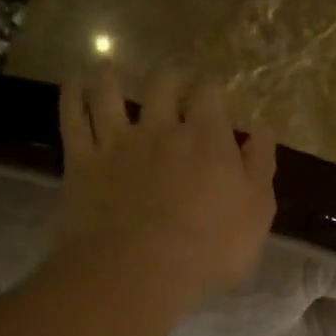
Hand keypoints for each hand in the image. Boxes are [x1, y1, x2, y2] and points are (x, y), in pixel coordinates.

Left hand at [55, 67, 276, 304]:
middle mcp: (161, 129)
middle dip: (171, 78)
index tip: (214, 89)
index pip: (210, 95)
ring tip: (109, 67)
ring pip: (111, 94)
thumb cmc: (210, 247)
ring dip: (111, 77)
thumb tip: (264, 132)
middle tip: (174, 78)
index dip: (212, 87)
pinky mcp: (83, 161)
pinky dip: (72, 96)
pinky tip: (73, 83)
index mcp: (207, 138)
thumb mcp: (256, 211)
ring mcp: (118, 142)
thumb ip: (260, 167)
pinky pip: (74, 119)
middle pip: (164, 87)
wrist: (139, 269)